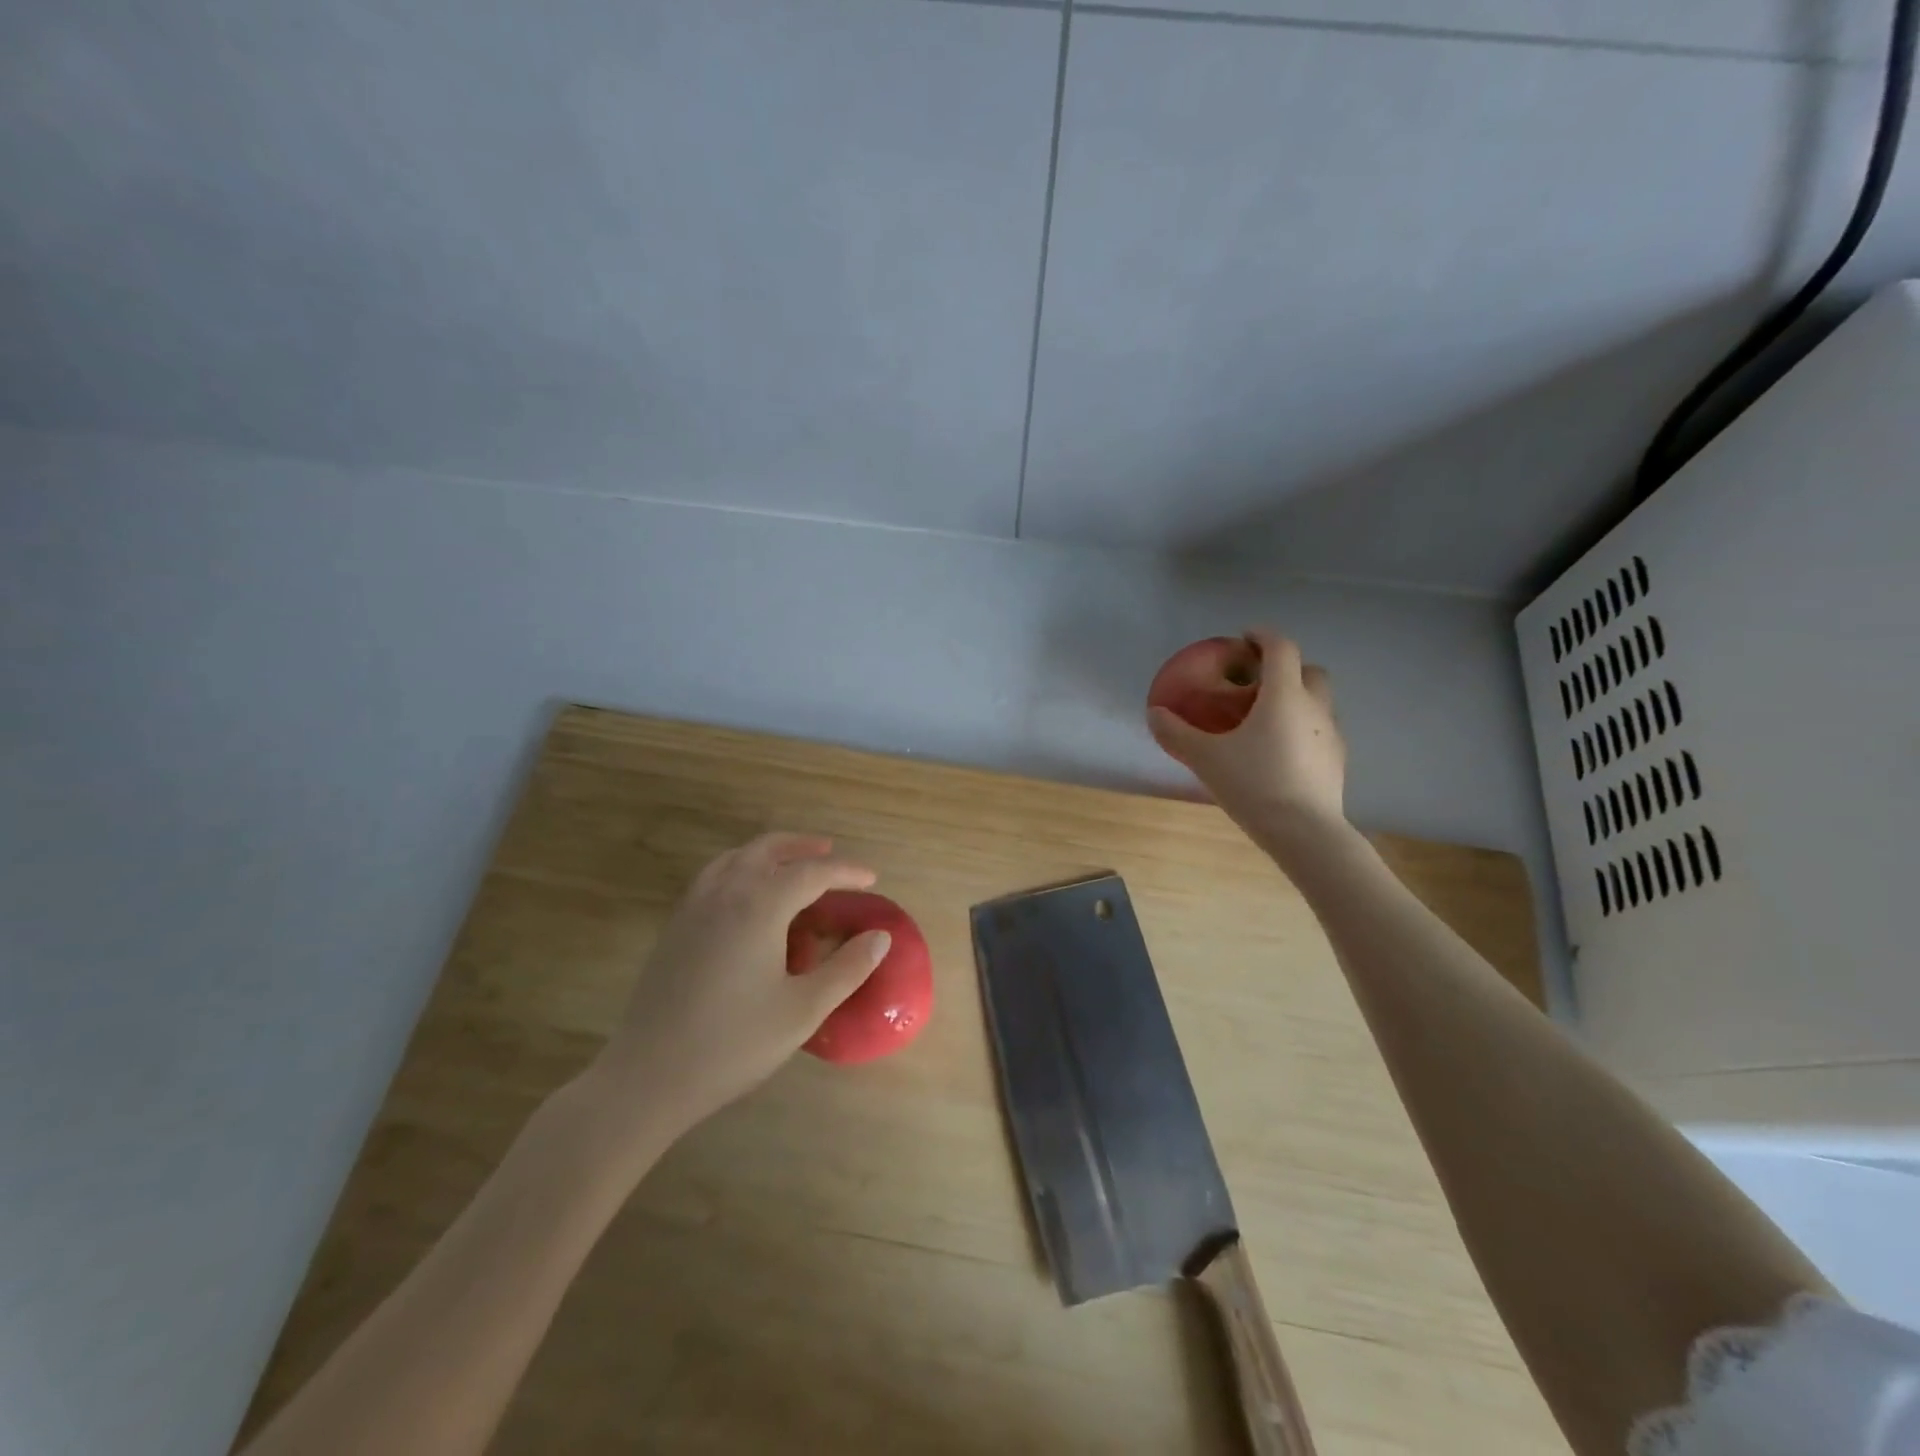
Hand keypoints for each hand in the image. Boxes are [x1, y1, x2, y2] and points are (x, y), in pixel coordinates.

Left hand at [584, 834, 891, 1146]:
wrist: (647, 1077)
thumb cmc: (734, 1044)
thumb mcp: (803, 1010)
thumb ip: (847, 969)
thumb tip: (880, 936)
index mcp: (760, 906)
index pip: (812, 872)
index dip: (846, 871)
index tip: (871, 879)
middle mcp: (725, 892)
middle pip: (768, 849)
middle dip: (803, 846)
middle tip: (831, 852)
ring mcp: (694, 907)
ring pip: (736, 858)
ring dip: (770, 853)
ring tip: (792, 865)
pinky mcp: (675, 926)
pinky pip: (714, 876)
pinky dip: (741, 867)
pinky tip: (749, 896)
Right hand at [1148, 629, 1347, 843]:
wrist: (1304, 832)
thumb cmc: (1254, 784)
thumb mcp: (1206, 758)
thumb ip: (1177, 733)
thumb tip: (1154, 713)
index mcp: (1284, 695)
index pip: (1281, 648)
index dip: (1263, 636)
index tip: (1245, 638)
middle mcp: (1314, 707)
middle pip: (1309, 670)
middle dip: (1286, 667)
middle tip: (1257, 682)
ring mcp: (1331, 734)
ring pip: (1319, 701)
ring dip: (1297, 698)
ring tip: (1267, 719)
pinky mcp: (1337, 761)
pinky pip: (1320, 730)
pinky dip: (1303, 728)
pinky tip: (1281, 752)